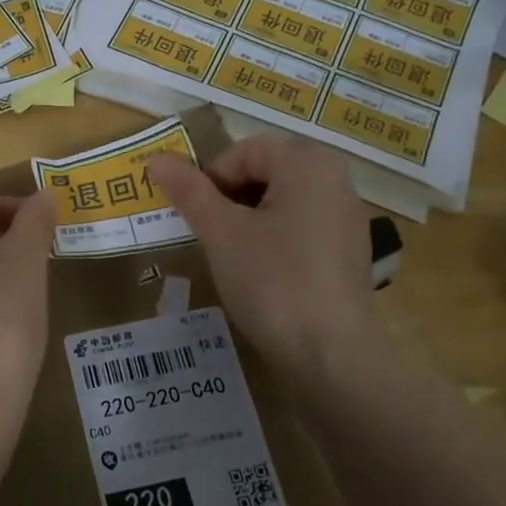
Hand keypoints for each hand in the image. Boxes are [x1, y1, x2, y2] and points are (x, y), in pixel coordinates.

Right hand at [150, 136, 374, 380]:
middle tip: (210, 236)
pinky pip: (301, 227)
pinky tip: (263, 275)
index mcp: (308, 163)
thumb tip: (156, 158)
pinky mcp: (349, 252)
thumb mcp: (220, 233)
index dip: (211, 179)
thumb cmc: (272, 282)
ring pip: (281, 201)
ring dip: (248, 220)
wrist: (330, 354)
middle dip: (229, 199)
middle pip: (265, 171)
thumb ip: (189, 191)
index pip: (244, 151)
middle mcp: (336, 180)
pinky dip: (274, 240)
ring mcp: (347, 217)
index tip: (197, 218)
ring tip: (233, 257)